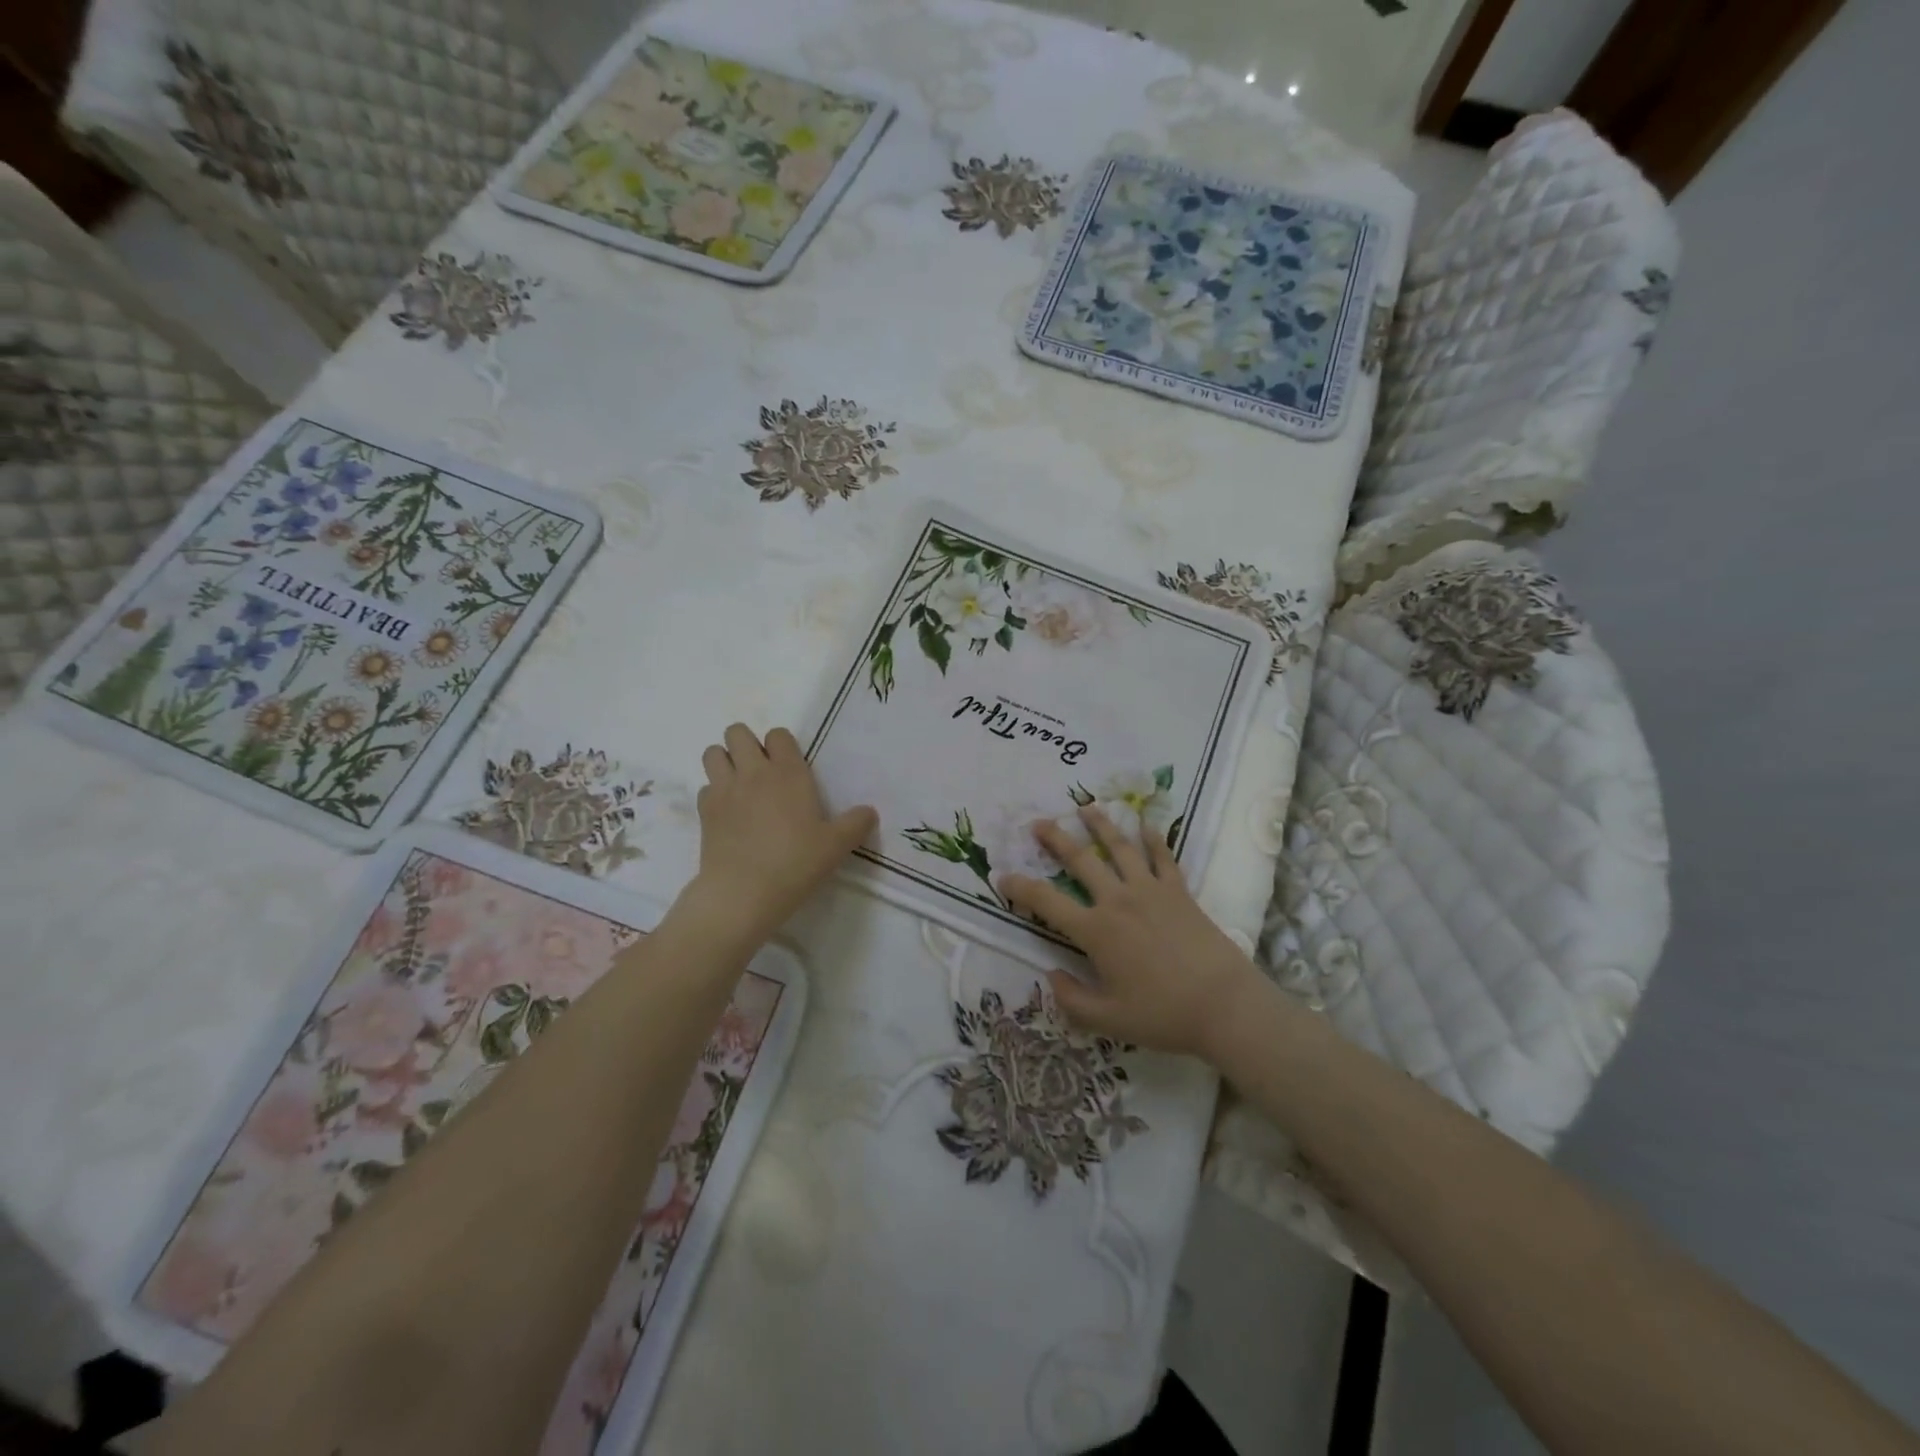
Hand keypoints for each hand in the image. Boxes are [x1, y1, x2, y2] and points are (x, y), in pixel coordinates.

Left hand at [689, 724, 876, 940]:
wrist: (743, 893)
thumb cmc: (795, 863)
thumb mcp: (836, 846)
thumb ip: (856, 824)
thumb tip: (869, 812)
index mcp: (788, 772)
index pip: (778, 735)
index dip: (782, 746)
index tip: (790, 768)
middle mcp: (753, 772)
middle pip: (737, 733)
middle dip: (746, 744)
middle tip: (761, 772)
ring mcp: (724, 789)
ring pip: (713, 753)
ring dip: (725, 761)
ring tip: (739, 785)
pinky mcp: (704, 812)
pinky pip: (705, 787)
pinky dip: (714, 794)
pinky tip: (728, 814)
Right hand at [999, 807, 1265, 1059]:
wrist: (1224, 1005)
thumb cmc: (1163, 1015)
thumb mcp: (1108, 1021)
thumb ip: (1072, 1000)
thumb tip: (1051, 975)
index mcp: (1095, 931)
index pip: (1047, 902)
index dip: (1021, 888)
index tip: (1002, 877)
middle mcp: (1118, 901)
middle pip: (1081, 861)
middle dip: (1056, 839)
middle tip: (1039, 823)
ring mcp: (1150, 891)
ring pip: (1120, 848)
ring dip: (1101, 825)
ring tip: (1086, 807)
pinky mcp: (1179, 892)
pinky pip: (1163, 858)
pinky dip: (1154, 839)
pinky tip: (1146, 824)